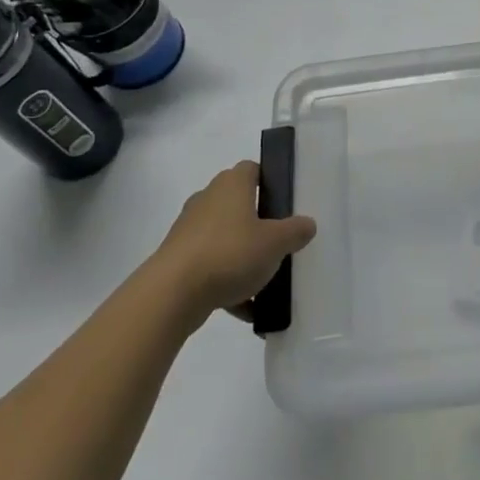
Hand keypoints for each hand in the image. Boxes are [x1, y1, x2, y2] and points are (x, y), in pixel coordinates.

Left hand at [153, 162, 315, 325]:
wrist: (171, 293)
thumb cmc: (229, 254)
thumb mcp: (275, 243)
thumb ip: (295, 231)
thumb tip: (307, 224)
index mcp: (231, 185)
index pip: (252, 169)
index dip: (269, 181)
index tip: (285, 202)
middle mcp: (207, 200)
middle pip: (238, 205)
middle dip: (258, 224)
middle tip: (279, 241)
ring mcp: (189, 230)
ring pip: (225, 238)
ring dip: (243, 257)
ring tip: (264, 282)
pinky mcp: (178, 259)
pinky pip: (211, 266)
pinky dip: (227, 284)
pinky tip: (246, 309)